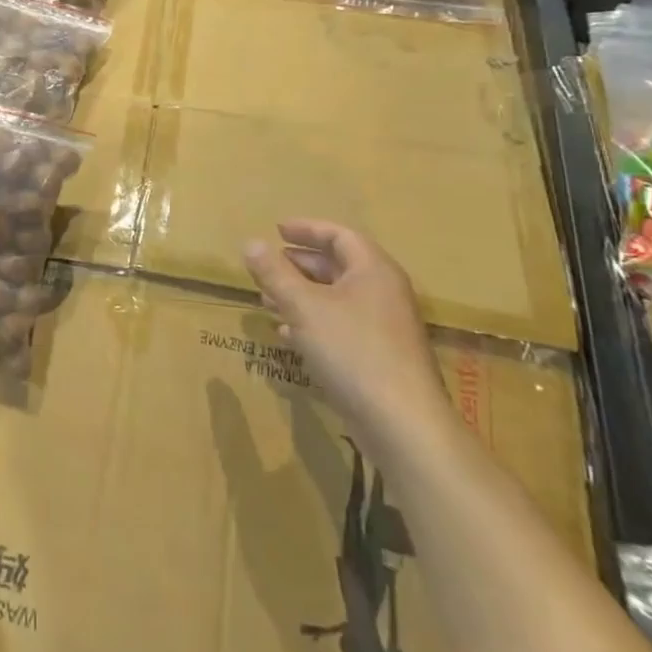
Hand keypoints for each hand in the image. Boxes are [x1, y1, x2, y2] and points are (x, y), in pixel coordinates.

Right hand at [243, 220, 448, 448]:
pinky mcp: (379, 356)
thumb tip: (250, 243)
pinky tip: (287, 333)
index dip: (306, 229)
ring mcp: (384, 326)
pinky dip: (312, 322)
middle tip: (268, 266)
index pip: (339, 236)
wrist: (401, 422)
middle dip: (299, 264)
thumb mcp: (303, 306)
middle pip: (338, 266)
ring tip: (267, 300)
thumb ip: (275, 273)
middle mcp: (383, 292)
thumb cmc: (352, 350)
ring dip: (301, 295)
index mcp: (373, 270)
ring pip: (337, 298)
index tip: (276, 230)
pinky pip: (341, 326)